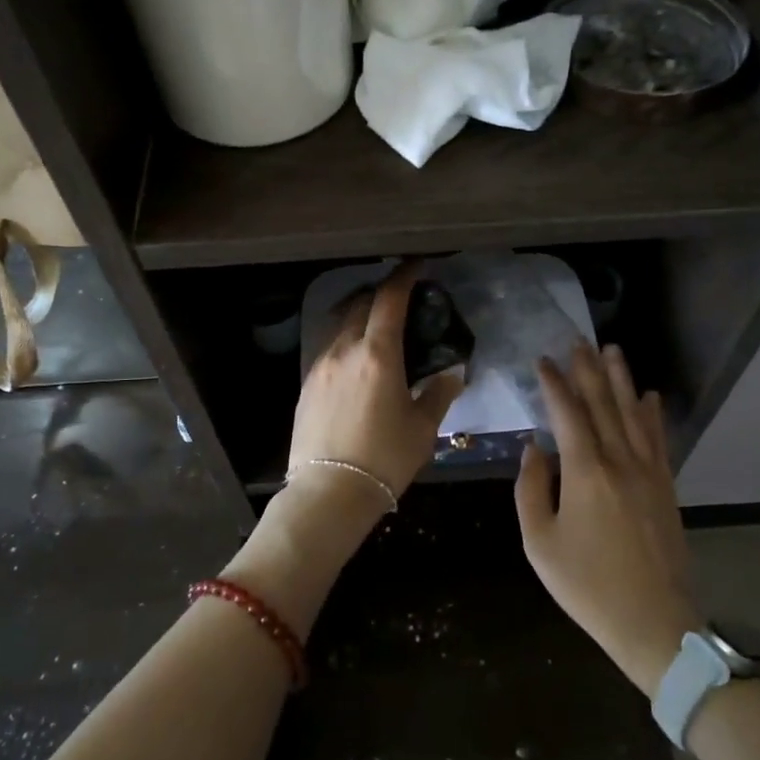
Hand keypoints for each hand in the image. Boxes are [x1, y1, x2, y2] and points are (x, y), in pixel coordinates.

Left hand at [288, 264, 465, 503]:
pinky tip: (357, 359)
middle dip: (380, 293)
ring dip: (359, 314)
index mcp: (377, 354)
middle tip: (401, 297)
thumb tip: (452, 374)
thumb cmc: (384, 459)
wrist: (328, 494)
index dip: (404, 277)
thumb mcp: (422, 428)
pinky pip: (328, 348)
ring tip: (378, 325)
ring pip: (339, 325)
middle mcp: (344, 350)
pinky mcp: (306, 385)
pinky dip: (346, 339)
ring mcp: (320, 366)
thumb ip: (438, 394)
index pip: (389, 300)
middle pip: (359, 304)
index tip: (417, 266)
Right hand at [515, 343, 699, 696]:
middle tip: (578, 341)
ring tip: (612, 350)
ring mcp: (649, 472)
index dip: (554, 385)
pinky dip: (652, 414)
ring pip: (633, 414)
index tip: (543, 360)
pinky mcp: (666, 487)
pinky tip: (649, 396)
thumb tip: (534, 449)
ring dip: (621, 380)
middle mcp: (620, 461)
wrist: (654, 624)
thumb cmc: (588, 586)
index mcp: (585, 472)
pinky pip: (658, 439)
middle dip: (588, 370)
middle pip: (603, 404)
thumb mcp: (540, 543)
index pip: (568, 415)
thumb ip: (530, 490)